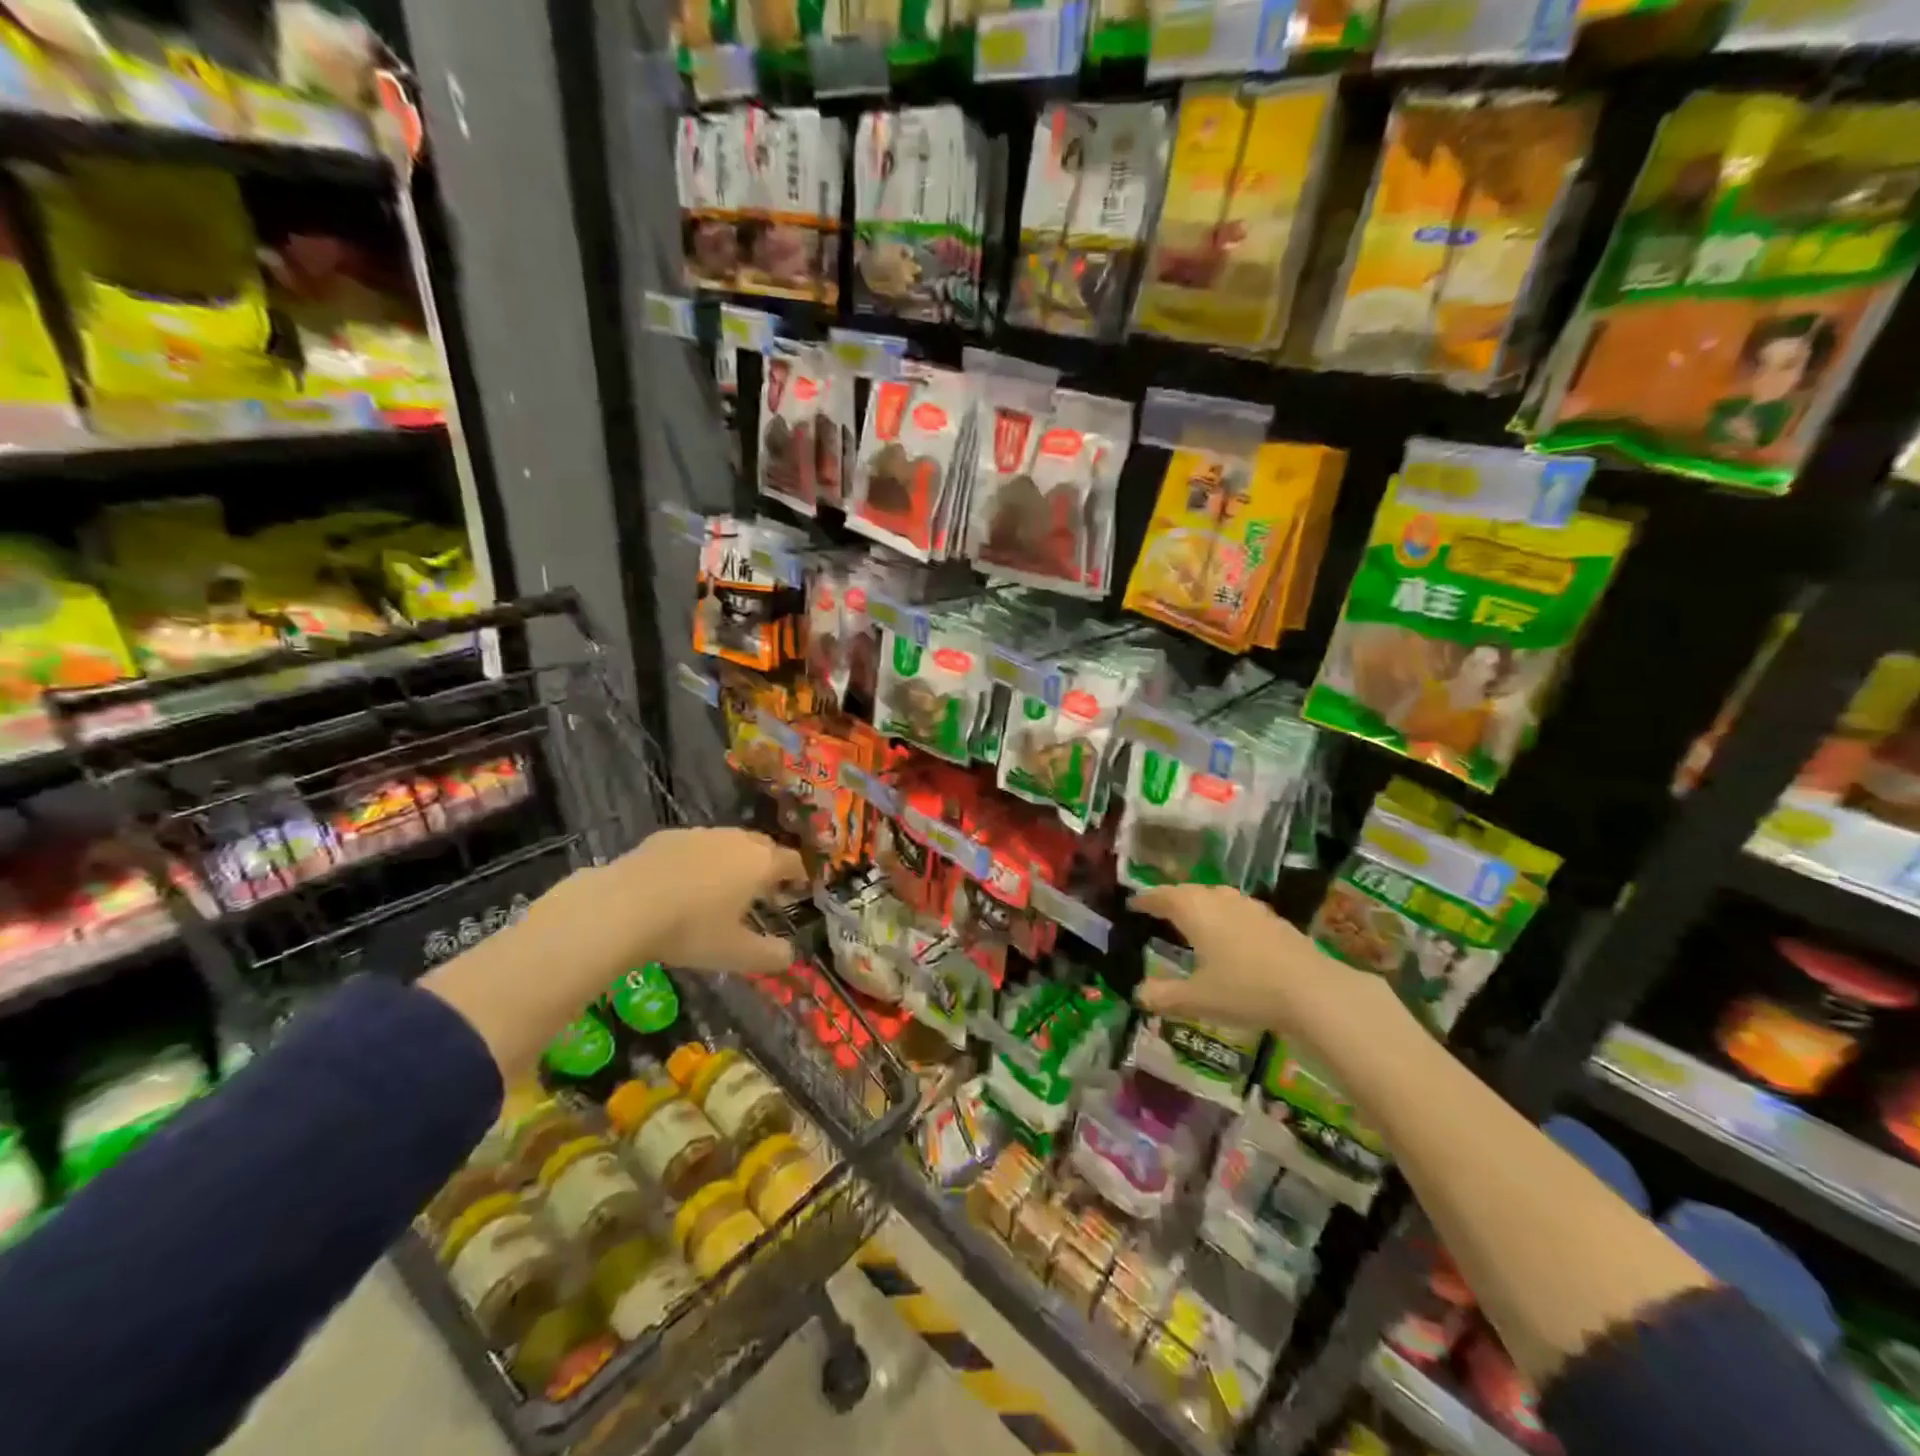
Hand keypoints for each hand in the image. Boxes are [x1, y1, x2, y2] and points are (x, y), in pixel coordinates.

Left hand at [558, 827, 807, 977]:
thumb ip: (768, 955)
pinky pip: (695, 845)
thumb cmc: (690, 930)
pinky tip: (684, 882)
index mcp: (760, 864)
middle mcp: (735, 840)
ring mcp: (700, 834)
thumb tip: (789, 956)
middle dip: (769, 864)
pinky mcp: (666, 836)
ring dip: (734, 859)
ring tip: (724, 886)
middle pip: (763, 845)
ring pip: (728, 841)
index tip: (799, 888)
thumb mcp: (734, 954)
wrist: (623, 907)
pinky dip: (700, 859)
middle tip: (764, 889)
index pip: (792, 861)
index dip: (799, 874)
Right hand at [1131, 884, 1380, 1039]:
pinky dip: (1225, 917)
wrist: (1312, 991)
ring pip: (1216, 897)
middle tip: (1160, 911)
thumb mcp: (1198, 999)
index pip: (1162, 897)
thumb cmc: (1245, 989)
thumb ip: (1165, 996)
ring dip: (1201, 905)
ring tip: (1193, 920)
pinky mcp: (1274, 920)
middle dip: (1172, 899)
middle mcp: (1219, 899)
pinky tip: (1230, 935)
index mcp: (1194, 910)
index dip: (1145, 900)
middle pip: (1189, 892)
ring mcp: (1250, 907)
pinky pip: (1238, 910)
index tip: (1133, 904)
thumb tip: (1139, 995)